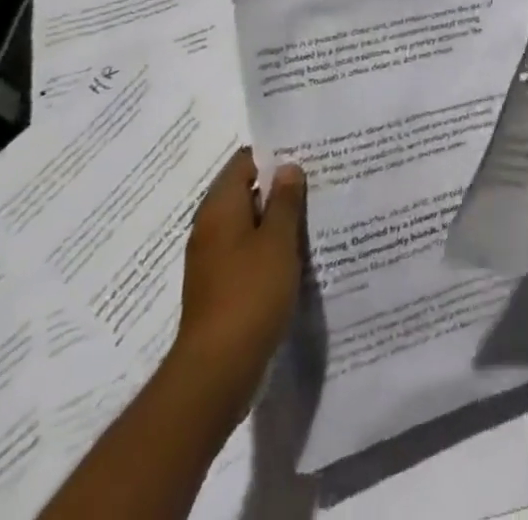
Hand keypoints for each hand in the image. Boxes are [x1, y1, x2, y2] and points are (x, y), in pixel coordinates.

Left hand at [168, 147, 305, 431]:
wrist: (216, 372)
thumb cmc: (249, 295)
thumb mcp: (277, 242)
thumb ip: (285, 201)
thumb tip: (287, 167)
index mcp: (220, 207)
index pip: (245, 162)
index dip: (275, 155)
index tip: (306, 155)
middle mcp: (210, 227)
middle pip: (246, 191)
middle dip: (279, 188)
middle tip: (317, 183)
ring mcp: (212, 259)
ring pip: (248, 224)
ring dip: (275, 220)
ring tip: (313, 216)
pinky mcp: (219, 287)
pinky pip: (246, 252)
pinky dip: (268, 248)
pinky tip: (296, 255)